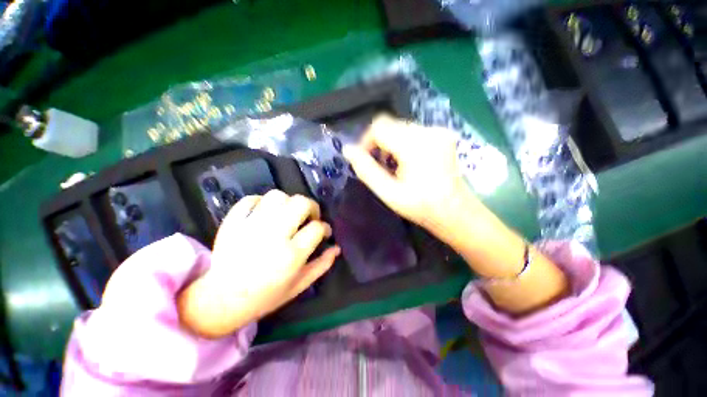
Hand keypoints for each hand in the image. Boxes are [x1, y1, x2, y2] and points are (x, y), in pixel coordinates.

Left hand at [178, 190, 339, 338]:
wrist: (221, 300)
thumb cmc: (265, 296)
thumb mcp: (299, 285)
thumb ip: (321, 265)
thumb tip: (336, 248)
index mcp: (291, 255)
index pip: (317, 228)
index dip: (325, 228)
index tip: (324, 232)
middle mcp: (273, 235)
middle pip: (301, 203)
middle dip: (312, 208)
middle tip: (309, 218)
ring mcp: (251, 226)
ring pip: (277, 196)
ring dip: (288, 202)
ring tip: (288, 214)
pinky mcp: (232, 223)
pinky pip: (250, 199)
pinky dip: (261, 202)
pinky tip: (266, 213)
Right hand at [343, 115, 478, 233]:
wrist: (456, 212)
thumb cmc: (421, 207)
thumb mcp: (389, 193)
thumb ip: (366, 170)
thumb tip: (348, 150)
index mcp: (415, 146)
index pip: (379, 127)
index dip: (366, 141)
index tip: (365, 160)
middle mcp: (428, 131)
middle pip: (390, 124)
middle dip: (378, 142)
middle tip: (379, 166)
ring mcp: (438, 131)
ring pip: (400, 127)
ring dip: (390, 143)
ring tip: (392, 165)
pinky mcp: (443, 134)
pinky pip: (413, 131)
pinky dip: (402, 142)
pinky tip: (406, 161)